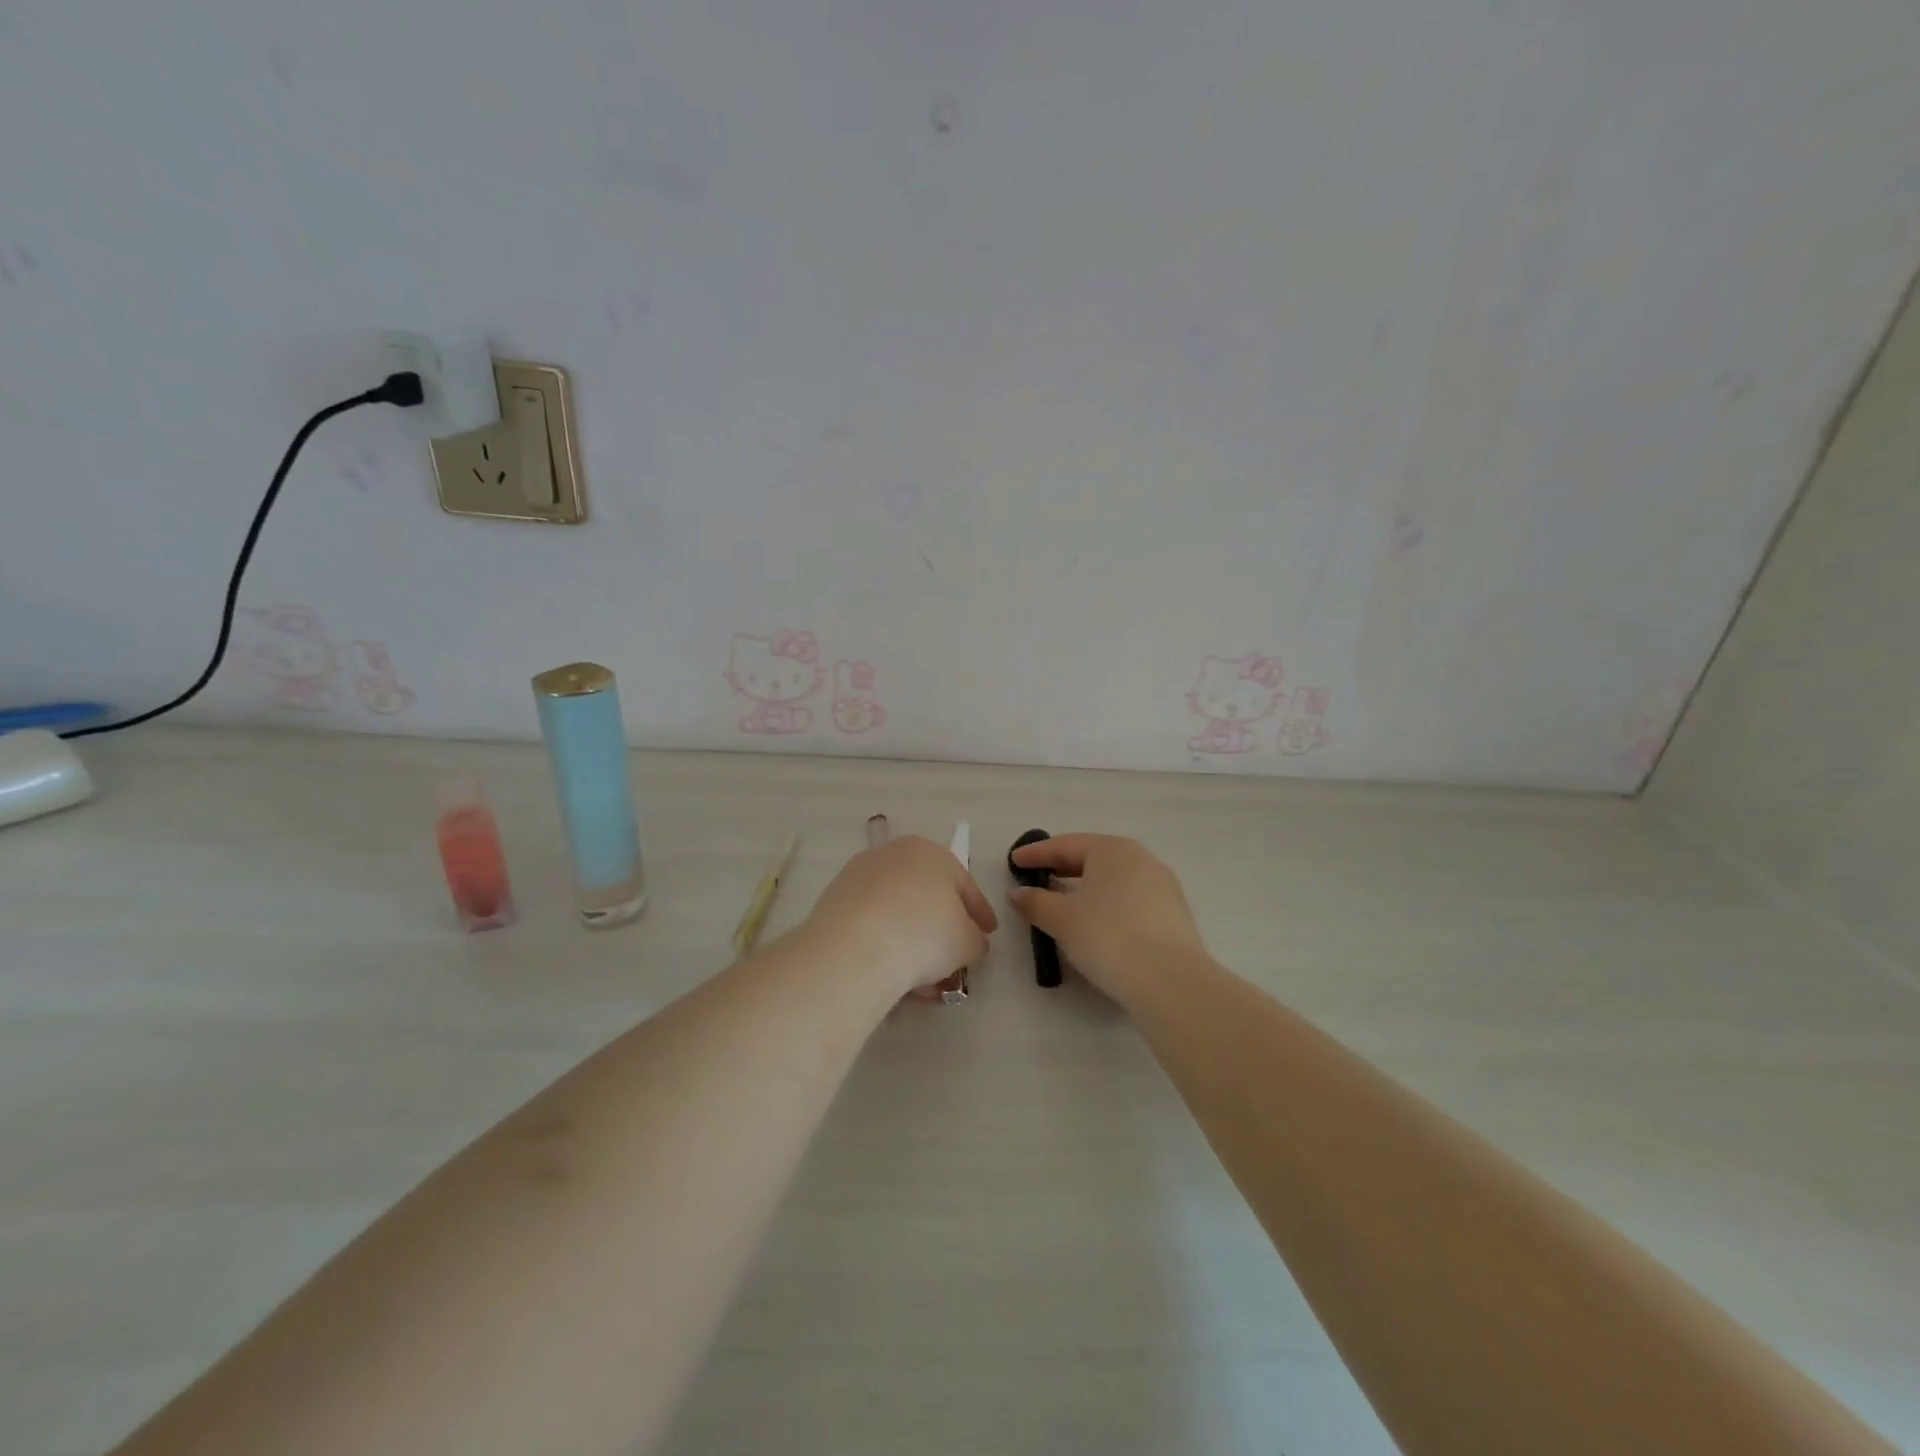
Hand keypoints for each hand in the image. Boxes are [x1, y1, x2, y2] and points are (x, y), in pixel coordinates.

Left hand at [804, 836, 996, 997]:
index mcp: (931, 852)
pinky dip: (886, 944)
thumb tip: (971, 942)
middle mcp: (893, 854)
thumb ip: (976, 939)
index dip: (980, 913)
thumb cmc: (924, 934)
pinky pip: (871, 923)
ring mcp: (859, 876)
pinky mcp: (834, 900)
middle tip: (953, 959)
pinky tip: (894, 975)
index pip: (964, 884)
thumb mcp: (968, 942)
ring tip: (924, 980)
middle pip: (926, 896)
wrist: (855, 949)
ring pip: (897, 911)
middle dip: (942, 929)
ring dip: (913, 942)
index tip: (988, 935)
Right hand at [1007, 834, 1207, 1007]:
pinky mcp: (1174, 914)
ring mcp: (1162, 886)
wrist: (1170, 981)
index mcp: (1112, 850)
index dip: (1036, 853)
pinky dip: (1108, 904)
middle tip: (1038, 877)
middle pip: (1093, 858)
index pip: (1066, 845)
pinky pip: (1130, 899)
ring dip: (1087, 887)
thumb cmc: (1108, 936)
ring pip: (1114, 879)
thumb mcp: (1062, 919)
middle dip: (1063, 867)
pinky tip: (1097, 922)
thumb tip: (1018, 893)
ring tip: (1065, 901)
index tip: (1014, 861)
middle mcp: (1141, 859)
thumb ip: (1035, 902)